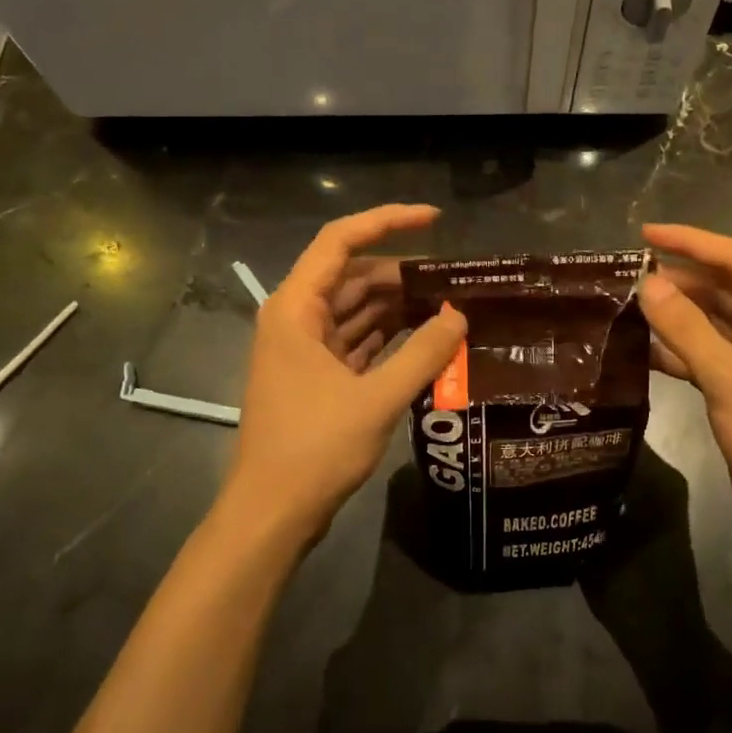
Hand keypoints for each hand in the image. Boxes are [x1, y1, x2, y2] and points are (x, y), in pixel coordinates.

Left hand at [219, 205, 466, 551]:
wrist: (272, 513)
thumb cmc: (315, 449)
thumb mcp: (377, 398)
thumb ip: (423, 353)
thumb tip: (459, 315)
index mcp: (296, 308)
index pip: (340, 241)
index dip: (387, 222)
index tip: (434, 219)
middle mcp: (296, 319)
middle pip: (353, 275)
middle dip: (403, 274)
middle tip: (456, 280)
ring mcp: (306, 349)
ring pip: (357, 309)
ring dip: (400, 306)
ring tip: (451, 307)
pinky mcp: (317, 376)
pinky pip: (358, 340)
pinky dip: (390, 336)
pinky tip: (427, 340)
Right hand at [639, 224, 731, 565]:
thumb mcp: (728, 377)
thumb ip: (685, 327)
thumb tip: (646, 283)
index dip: (690, 242)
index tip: (644, 234)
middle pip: (727, 287)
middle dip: (681, 279)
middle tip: (630, 274)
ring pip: (717, 320)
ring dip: (678, 314)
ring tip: (631, 305)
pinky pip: (712, 352)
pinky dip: (683, 349)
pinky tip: (645, 349)